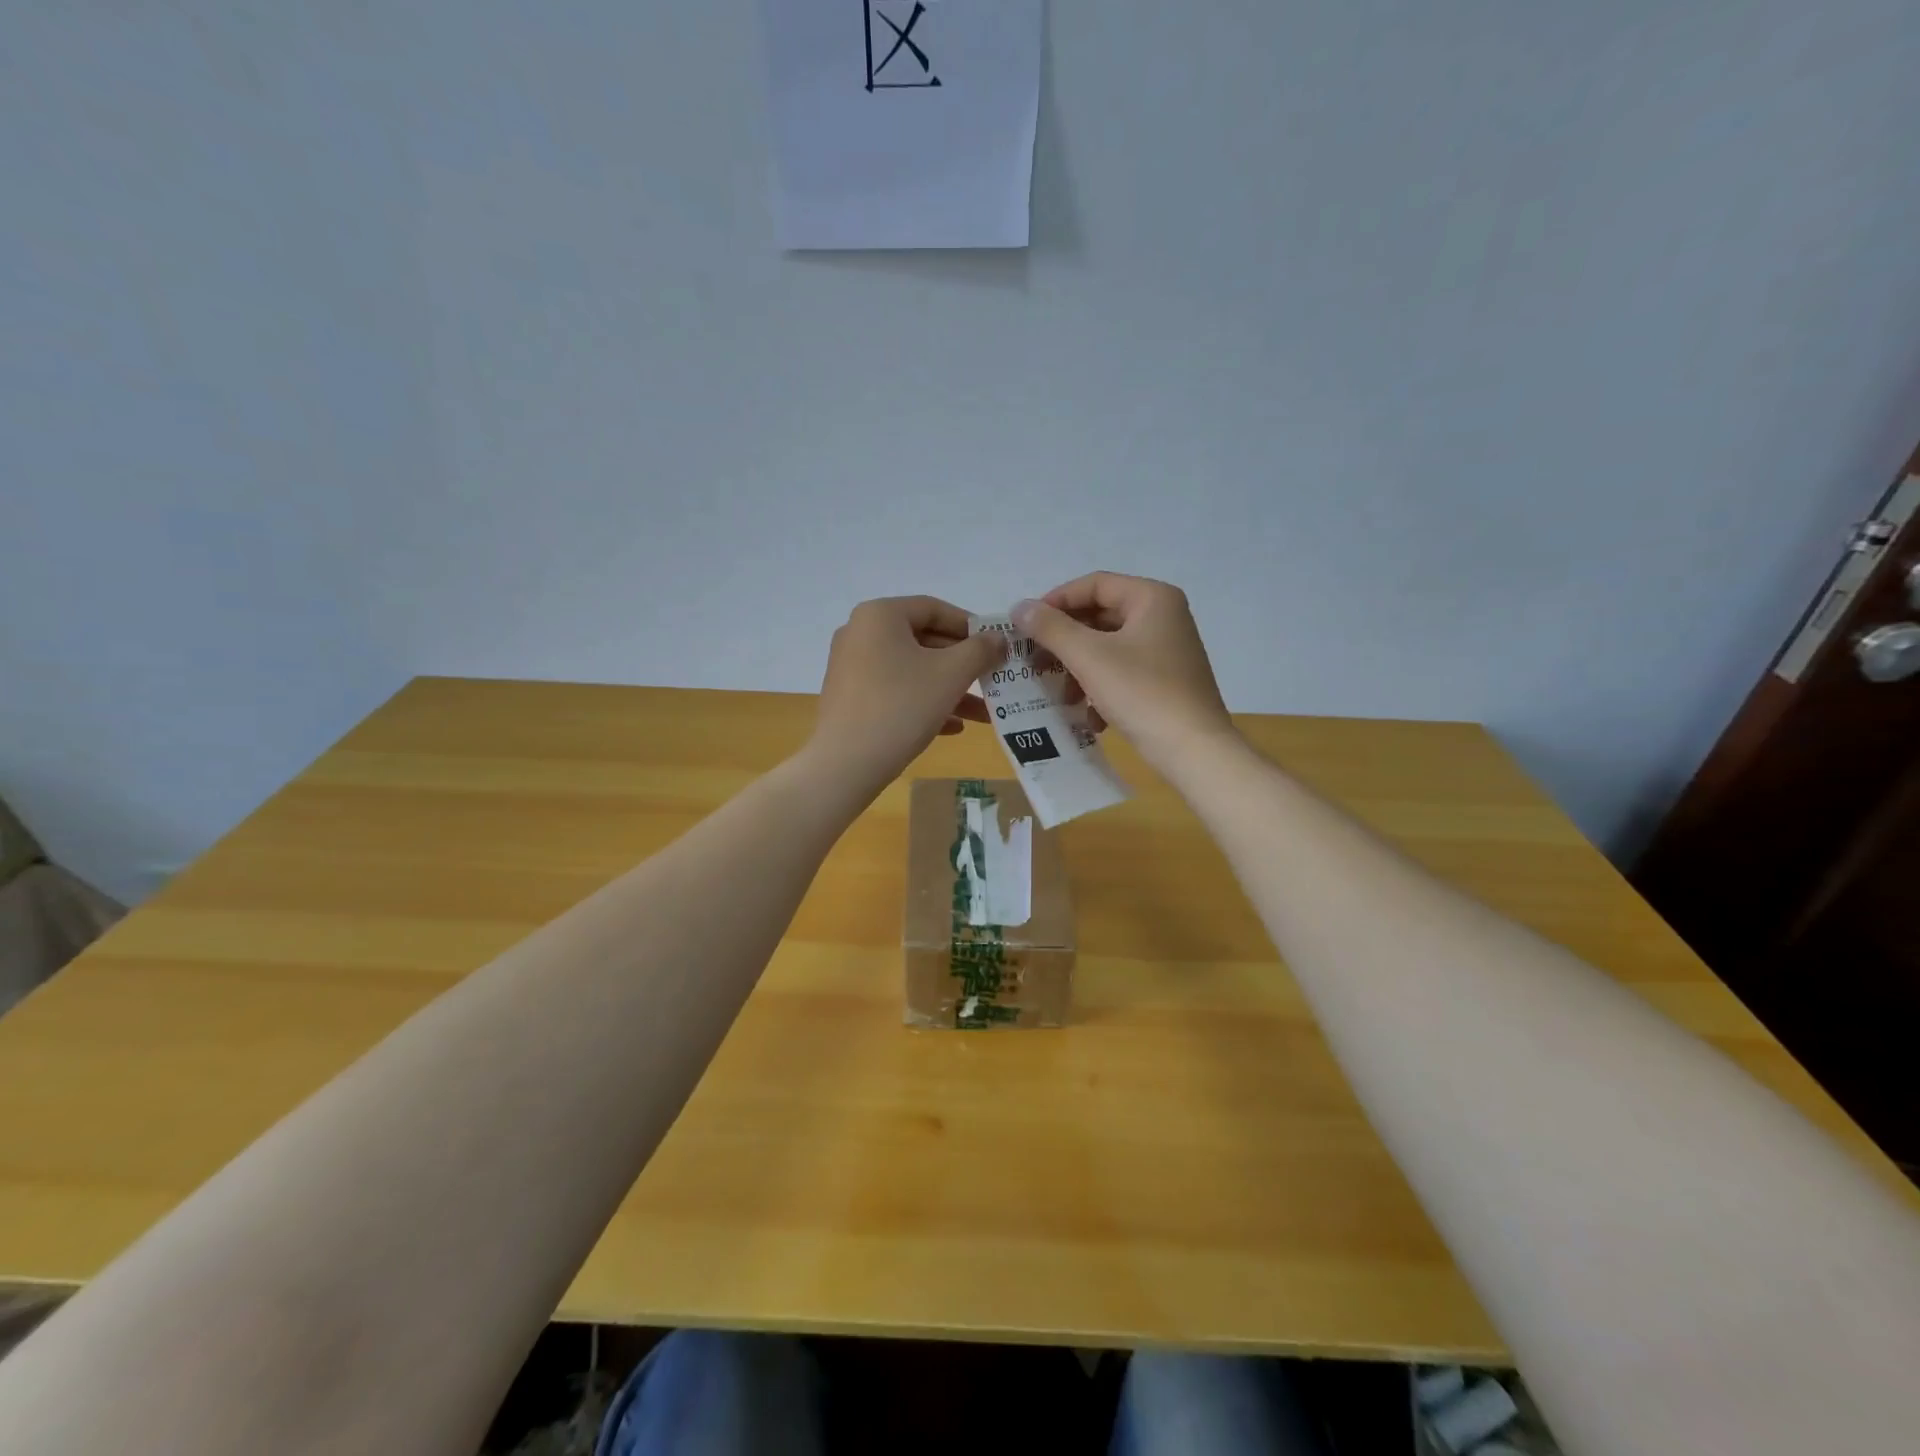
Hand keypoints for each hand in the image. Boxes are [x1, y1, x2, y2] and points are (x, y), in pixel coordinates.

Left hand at [806, 596, 1007, 795]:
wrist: (846, 764)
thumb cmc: (901, 706)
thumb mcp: (950, 674)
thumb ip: (980, 650)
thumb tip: (999, 638)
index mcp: (880, 615)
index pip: (934, 608)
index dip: (971, 626)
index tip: (997, 646)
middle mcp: (860, 633)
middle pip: (923, 640)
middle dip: (963, 664)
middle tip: (993, 678)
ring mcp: (852, 667)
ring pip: (912, 670)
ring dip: (950, 688)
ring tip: (984, 712)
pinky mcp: (850, 698)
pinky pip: (895, 691)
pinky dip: (925, 703)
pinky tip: (953, 728)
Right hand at [1013, 573, 1237, 773]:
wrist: (1194, 751)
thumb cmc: (1142, 693)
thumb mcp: (1089, 657)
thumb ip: (1051, 628)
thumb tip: (1019, 607)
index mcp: (1152, 598)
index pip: (1094, 585)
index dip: (1056, 601)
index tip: (1026, 626)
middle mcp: (1163, 617)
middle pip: (1099, 617)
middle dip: (1064, 642)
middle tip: (1035, 662)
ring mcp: (1166, 650)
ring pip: (1107, 648)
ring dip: (1078, 670)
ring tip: (1061, 696)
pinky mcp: (1165, 681)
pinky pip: (1122, 673)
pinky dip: (1100, 689)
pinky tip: (1088, 717)